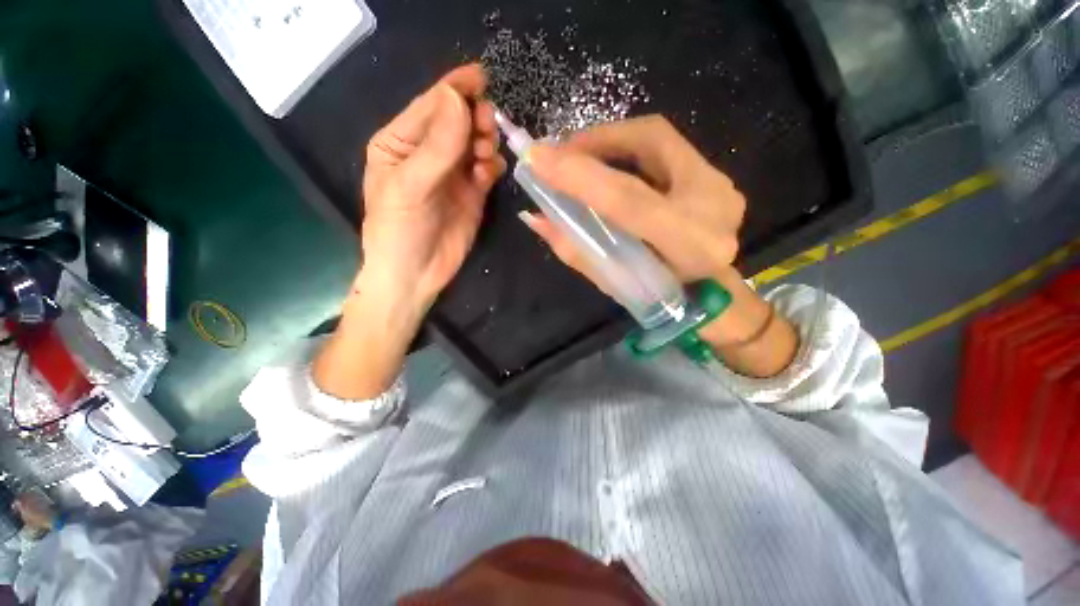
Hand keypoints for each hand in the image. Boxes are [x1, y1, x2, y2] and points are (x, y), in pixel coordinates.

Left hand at [362, 64, 505, 309]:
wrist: (415, 275)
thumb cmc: (399, 230)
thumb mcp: (410, 186)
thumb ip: (436, 145)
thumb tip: (457, 98)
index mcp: (400, 142)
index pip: (430, 106)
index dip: (454, 89)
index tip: (481, 77)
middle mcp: (428, 153)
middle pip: (457, 121)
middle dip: (474, 118)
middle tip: (486, 129)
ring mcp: (453, 174)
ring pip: (475, 143)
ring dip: (485, 142)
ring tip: (484, 158)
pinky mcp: (472, 194)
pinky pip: (486, 168)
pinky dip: (491, 166)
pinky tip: (488, 174)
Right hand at [525, 115, 743, 285]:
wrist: (710, 293)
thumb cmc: (658, 296)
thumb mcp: (612, 281)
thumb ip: (575, 248)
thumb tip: (533, 218)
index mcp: (689, 245)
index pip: (629, 201)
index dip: (581, 177)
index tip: (536, 159)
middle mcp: (713, 204)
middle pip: (647, 148)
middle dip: (591, 144)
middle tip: (553, 152)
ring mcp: (718, 182)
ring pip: (654, 137)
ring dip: (606, 140)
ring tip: (572, 154)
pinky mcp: (711, 171)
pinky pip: (660, 145)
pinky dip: (622, 145)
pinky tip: (600, 157)